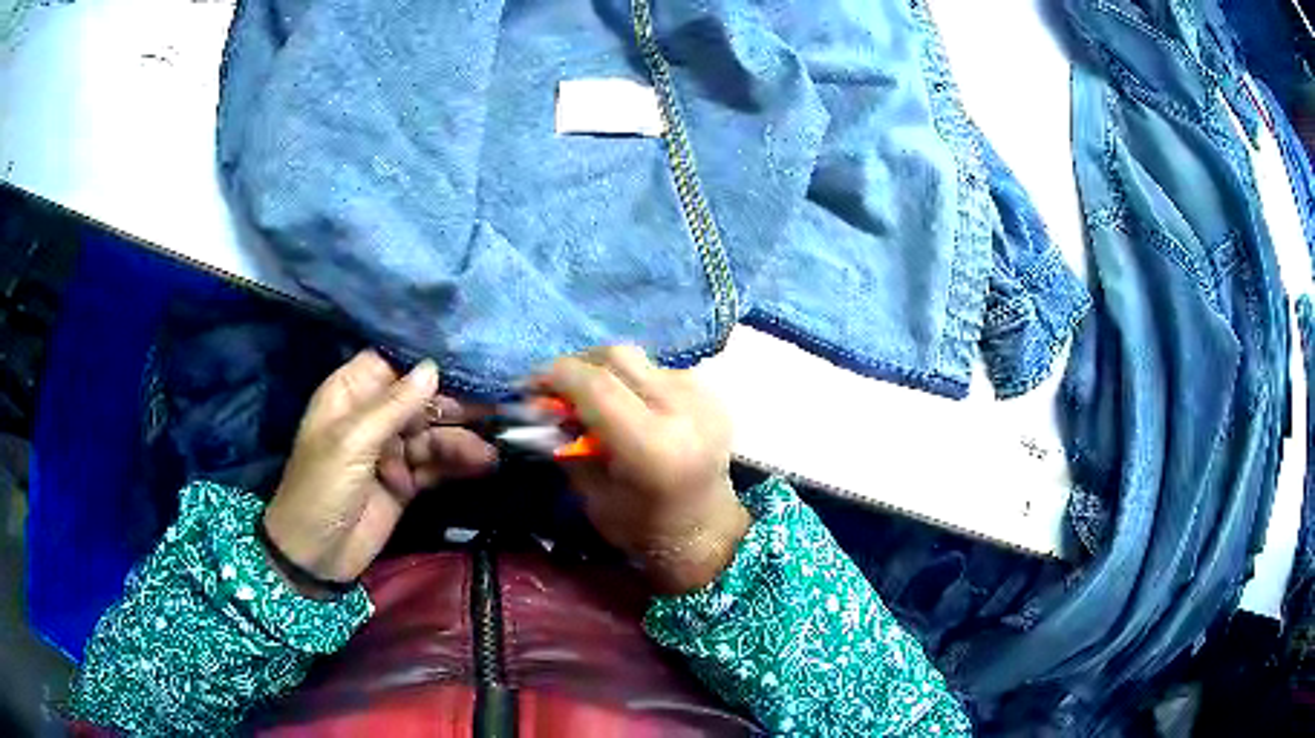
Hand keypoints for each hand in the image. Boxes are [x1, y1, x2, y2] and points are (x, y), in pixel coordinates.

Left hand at [263, 351, 496, 595]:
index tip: (467, 362)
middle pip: (419, 400)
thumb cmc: (321, 488)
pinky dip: (456, 464)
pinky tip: (481, 464)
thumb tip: (432, 367)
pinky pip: (434, 465)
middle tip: (493, 409)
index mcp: (350, 395)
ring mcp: (390, 451)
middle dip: (453, 405)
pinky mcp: (405, 482)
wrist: (316, 556)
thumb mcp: (352, 443)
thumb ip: (393, 406)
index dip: (425, 362)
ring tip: (489, 451)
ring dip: (459, 441)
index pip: (392, 364)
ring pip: (431, 434)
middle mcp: (372, 416)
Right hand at [537, 346, 749, 594]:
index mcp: (652, 445)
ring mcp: (702, 397)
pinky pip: (659, 370)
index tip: (531, 386)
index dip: (557, 375)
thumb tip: (539, 407)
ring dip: (605, 371)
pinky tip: (625, 406)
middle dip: (578, 365)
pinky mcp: (710, 394)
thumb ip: (568, 445)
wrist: (707, 531)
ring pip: (638, 360)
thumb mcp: (593, 495)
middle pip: (617, 357)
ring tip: (589, 399)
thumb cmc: (643, 528)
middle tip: (555, 388)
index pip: (596, 384)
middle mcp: (682, 410)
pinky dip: (632, 380)